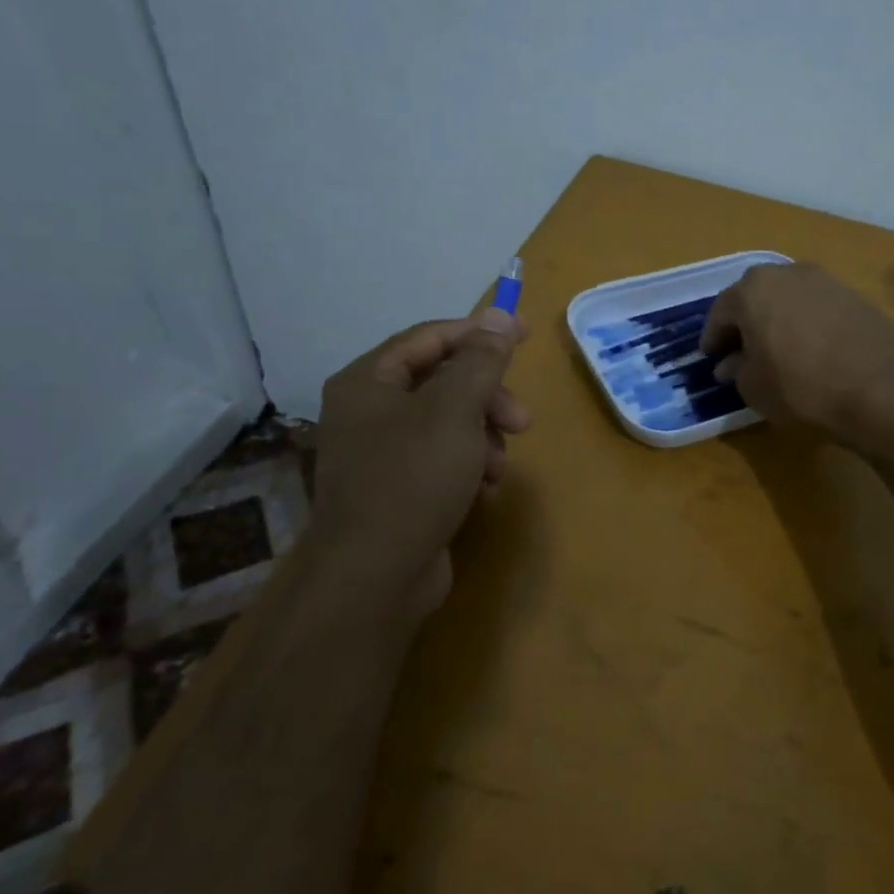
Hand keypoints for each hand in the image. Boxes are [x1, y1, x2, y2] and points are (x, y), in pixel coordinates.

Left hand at [308, 309, 530, 630]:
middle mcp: (367, 412)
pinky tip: (486, 490)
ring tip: (499, 466)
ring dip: (484, 437)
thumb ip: (481, 361)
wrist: (375, 577)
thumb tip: (501, 316)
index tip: (526, 335)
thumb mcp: (455, 410)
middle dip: (487, 399)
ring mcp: (380, 454)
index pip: (430, 338)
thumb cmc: (413, 478)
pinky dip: (470, 467)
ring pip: (448, 424)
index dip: (480, 333)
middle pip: (442, 382)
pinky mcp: (397, 490)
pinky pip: (442, 460)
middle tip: (522, 420)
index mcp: (368, 382)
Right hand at [700, 264, 893, 441]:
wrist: (878, 388)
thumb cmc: (800, 385)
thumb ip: (736, 370)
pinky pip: (817, 308)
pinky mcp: (855, 296)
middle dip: (745, 323)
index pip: (721, 312)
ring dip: (778, 320)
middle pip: (756, 298)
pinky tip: (810, 350)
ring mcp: (825, 281)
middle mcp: (787, 273)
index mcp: (752, 290)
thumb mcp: (753, 387)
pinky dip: (807, 324)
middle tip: (740, 351)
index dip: (713, 337)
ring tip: (777, 350)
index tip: (710, 357)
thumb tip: (731, 365)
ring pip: (789, 299)